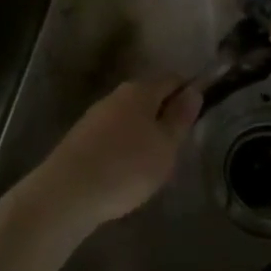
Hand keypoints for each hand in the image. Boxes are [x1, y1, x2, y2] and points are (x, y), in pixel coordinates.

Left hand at [26, 77, 202, 230]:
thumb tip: (193, 90)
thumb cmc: (127, 166)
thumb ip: (180, 118)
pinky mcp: (82, 137)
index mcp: (140, 91)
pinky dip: (125, 145)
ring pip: (130, 116)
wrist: (69, 191)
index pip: (171, 80)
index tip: (201, 112)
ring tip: (156, 161)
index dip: (188, 92)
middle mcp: (116, 95)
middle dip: (165, 114)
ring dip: (144, 131)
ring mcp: (96, 115)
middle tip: (180, 143)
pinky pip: (113, 133)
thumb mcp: (165, 145)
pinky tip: (128, 168)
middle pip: (149, 96)